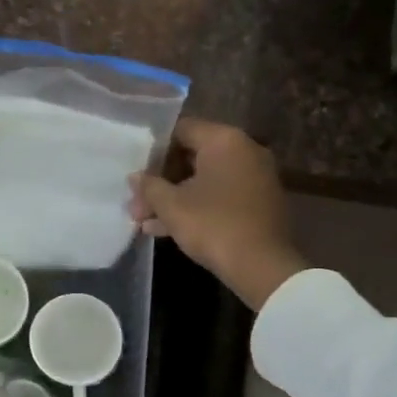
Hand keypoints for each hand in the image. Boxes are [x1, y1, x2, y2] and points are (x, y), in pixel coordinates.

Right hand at [129, 119, 306, 310]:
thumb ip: (150, 187)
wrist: (262, 266)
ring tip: (142, 220)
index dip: (154, 149)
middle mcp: (244, 151)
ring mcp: (255, 178)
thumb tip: (135, 177)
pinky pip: (220, 196)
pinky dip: (196, 207)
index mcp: (225, 141)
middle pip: (192, 156)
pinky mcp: (258, 203)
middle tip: (136, 202)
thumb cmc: (213, 225)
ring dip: (174, 198)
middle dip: (161, 181)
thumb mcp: (172, 206)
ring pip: (204, 180)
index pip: (181, 130)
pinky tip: (165, 230)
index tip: (135, 169)